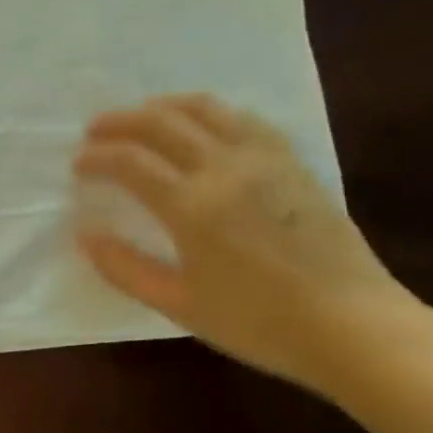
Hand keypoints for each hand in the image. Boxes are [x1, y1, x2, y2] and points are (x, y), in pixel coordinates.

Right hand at [73, 95, 421, 393]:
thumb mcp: (180, 305)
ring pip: (207, 109)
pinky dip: (211, 113)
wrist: (354, 326)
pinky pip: (245, 120)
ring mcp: (265, 160)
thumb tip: (85, 236)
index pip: (131, 162)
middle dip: (122, 121)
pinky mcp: (294, 163)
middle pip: (163, 123)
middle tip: (96, 129)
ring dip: (165, 106)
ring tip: (143, 116)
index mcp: (193, 206)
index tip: (78, 164)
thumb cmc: (259, 322)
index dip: (98, 157)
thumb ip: (126, 269)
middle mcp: (226, 168)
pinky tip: (204, 126)